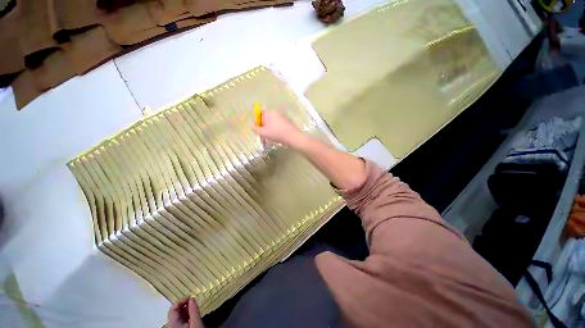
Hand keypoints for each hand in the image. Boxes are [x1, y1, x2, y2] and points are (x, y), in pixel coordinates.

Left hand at [167, 297, 203, 327]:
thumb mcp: (196, 322)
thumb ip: (194, 310)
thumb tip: (192, 299)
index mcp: (173, 324)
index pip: (173, 307)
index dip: (182, 300)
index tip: (192, 298)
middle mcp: (171, 325)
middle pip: (175, 311)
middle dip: (185, 305)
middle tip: (194, 303)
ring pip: (178, 315)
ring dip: (187, 310)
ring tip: (195, 309)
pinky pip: (180, 319)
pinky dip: (187, 315)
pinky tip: (193, 315)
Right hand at [252, 110, 306, 148]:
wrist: (292, 136)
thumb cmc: (275, 133)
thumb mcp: (262, 132)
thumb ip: (255, 128)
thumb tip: (251, 125)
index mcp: (269, 112)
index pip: (259, 114)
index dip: (257, 122)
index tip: (258, 130)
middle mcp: (276, 112)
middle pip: (266, 118)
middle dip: (264, 126)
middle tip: (264, 134)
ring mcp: (282, 116)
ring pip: (273, 122)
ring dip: (270, 128)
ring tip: (271, 137)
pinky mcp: (288, 121)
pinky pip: (279, 124)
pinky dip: (277, 129)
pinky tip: (278, 136)